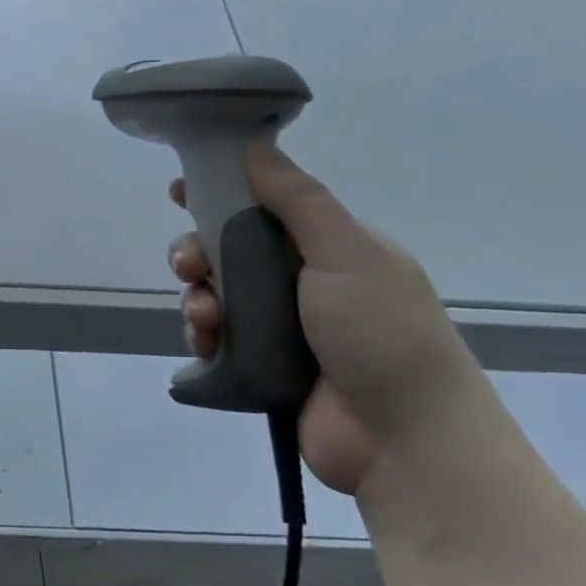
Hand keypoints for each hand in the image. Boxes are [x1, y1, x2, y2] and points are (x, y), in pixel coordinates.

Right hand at [171, 143, 484, 493]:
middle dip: (198, 251)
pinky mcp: (260, 366)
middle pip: (230, 250)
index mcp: (331, 248)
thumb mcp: (347, 253)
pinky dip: (202, 335)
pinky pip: (215, 338)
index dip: (222, 194)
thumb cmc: (381, 333)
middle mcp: (303, 282)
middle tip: (188, 263)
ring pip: (216, 294)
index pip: (267, 206)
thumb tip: (254, 146)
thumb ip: (298, 200)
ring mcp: (281, 327)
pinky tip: (205, 342)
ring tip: (204, 314)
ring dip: (197, 297)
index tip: (181, 190)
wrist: (403, 439)